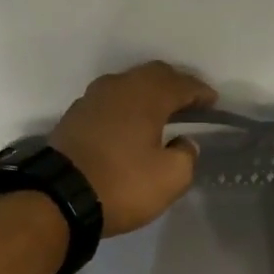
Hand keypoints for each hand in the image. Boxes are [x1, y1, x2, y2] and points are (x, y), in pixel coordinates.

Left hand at [48, 62, 215, 235]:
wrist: (60, 197)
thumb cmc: (123, 184)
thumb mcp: (170, 178)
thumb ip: (186, 156)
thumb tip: (184, 143)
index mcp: (146, 95)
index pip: (181, 84)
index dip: (200, 92)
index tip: (213, 102)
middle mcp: (118, 87)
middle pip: (152, 76)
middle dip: (174, 86)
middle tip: (189, 102)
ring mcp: (92, 99)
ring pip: (128, 87)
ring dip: (147, 96)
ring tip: (161, 113)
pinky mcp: (75, 118)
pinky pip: (110, 104)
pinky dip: (127, 110)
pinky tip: (131, 126)